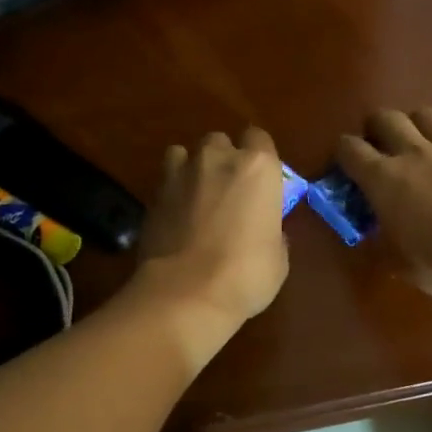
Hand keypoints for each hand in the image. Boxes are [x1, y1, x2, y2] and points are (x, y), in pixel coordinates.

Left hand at [134, 127, 289, 332]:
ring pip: (185, 153)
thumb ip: (272, 230)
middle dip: (223, 159)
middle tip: (228, 189)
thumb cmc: (246, 274)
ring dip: (192, 168)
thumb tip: (265, 231)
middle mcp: (218, 159)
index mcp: (258, 167)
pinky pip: (165, 180)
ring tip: (196, 196)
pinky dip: (171, 191)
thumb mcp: (278, 256)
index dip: (259, 157)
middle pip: (220, 142)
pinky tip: (176, 215)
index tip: (260, 179)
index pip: (259, 138)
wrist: (186, 292)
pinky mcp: (153, 194)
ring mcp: (181, 173)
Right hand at [336, 109, 431, 293]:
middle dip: (376, 128)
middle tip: (380, 146)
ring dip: (417, 124)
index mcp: (383, 179)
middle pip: (385, 118)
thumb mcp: (399, 262)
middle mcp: (413, 152)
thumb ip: (382, 242)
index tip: (346, 166)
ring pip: (426, 114)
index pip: (349, 149)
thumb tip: (377, 235)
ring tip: (421, 140)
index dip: (343, 153)